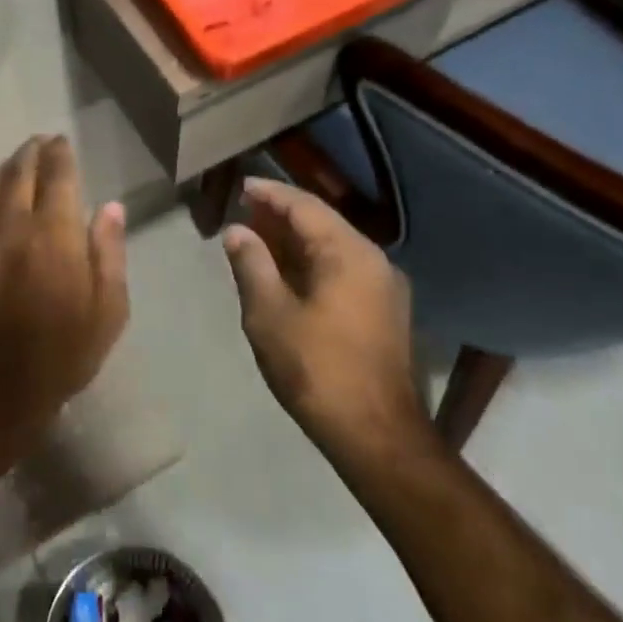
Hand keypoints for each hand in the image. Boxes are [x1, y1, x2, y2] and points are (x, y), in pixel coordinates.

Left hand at [0, 136, 128, 446]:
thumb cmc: (63, 351)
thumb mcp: (108, 309)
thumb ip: (109, 252)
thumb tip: (111, 207)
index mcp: (54, 233)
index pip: (57, 176)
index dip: (60, 154)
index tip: (63, 141)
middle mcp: (15, 224)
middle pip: (21, 172)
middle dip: (33, 152)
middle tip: (42, 141)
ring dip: (9, 165)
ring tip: (20, 157)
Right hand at [222, 177, 427, 456]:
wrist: (377, 435)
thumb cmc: (316, 368)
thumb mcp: (269, 314)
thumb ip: (252, 265)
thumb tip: (237, 231)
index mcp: (349, 254)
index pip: (305, 207)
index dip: (271, 194)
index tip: (242, 186)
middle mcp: (374, 261)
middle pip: (323, 224)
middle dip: (282, 216)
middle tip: (245, 213)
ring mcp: (384, 288)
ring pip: (334, 249)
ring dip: (296, 242)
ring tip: (259, 239)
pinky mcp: (384, 313)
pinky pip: (343, 271)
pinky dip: (311, 264)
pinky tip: (286, 274)